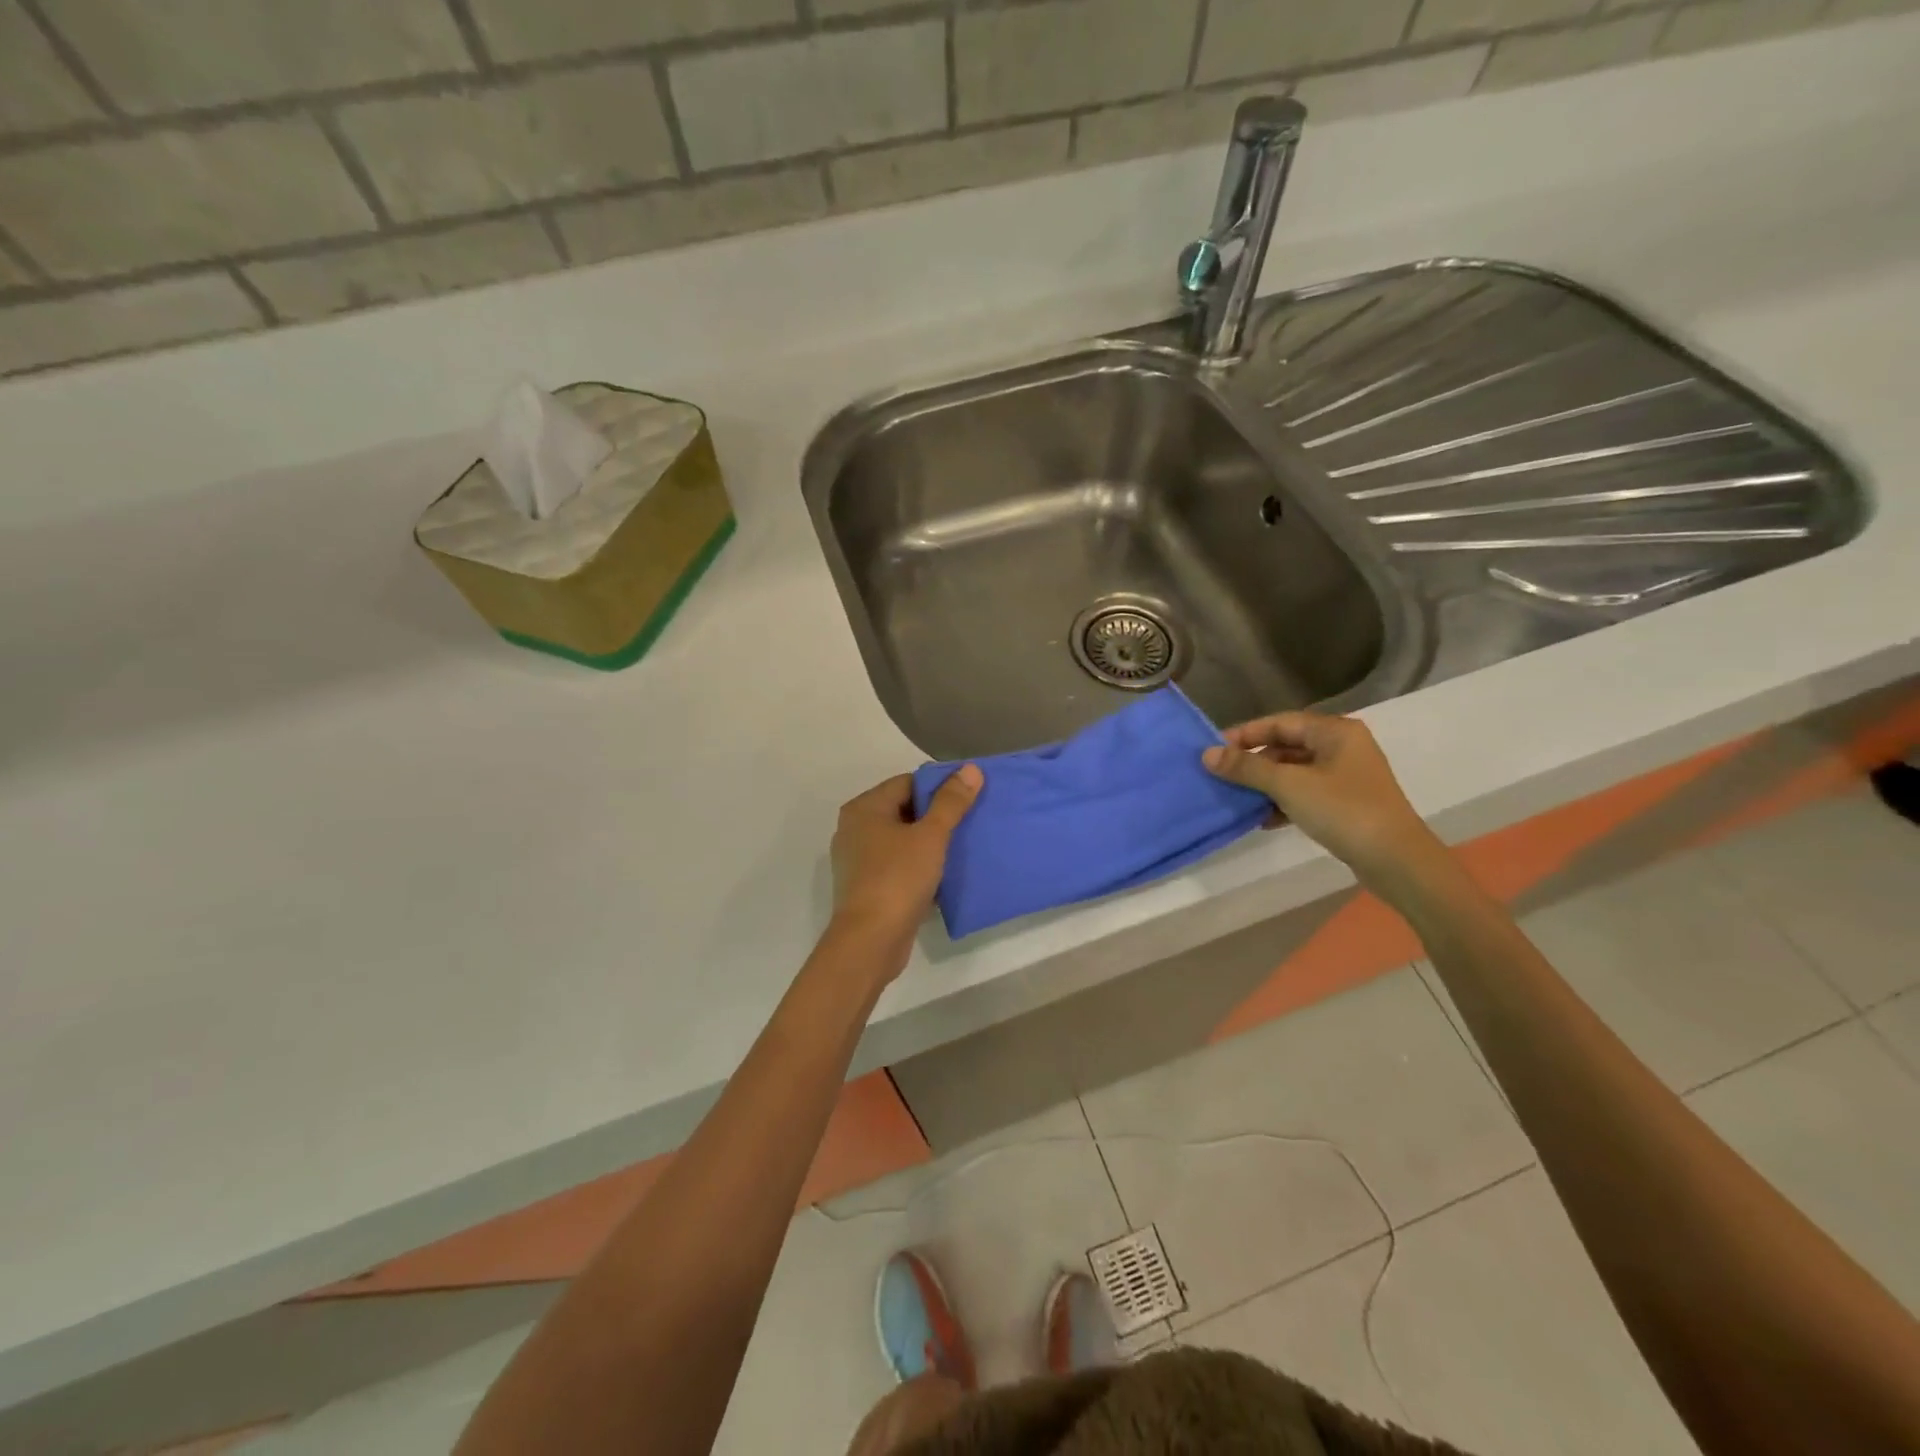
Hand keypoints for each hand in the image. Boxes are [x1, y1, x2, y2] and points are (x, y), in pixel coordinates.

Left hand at [829, 766, 982, 971]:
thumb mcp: (931, 836)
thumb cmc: (898, 879)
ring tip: (963, 845)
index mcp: (864, 808)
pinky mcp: (866, 886)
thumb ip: (951, 802)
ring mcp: (858, 860)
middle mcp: (854, 829)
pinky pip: (898, 865)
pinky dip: (919, 865)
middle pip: (903, 810)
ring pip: (901, 840)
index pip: (907, 783)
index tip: (968, 797)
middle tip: (970, 820)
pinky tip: (944, 874)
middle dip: (936, 815)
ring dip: (929, 842)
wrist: (871, 941)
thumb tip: (970, 769)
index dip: (939, 787)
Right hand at [1202, 712, 1439, 886]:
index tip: (1214, 749)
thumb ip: (1247, 768)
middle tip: (1223, 776)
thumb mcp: (1288, 786)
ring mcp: (1347, 776)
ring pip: (1295, 772)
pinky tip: (1264, 820)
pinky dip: (1284, 802)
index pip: (1280, 722)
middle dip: (1254, 763)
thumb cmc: (1343, 811)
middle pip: (1287, 746)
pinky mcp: (1347, 803)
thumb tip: (1207, 754)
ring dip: (1266, 785)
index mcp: (1335, 731)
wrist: (1396, 860)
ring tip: (1238, 799)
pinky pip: (1306, 793)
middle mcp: (1343, 747)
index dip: (1245, 734)